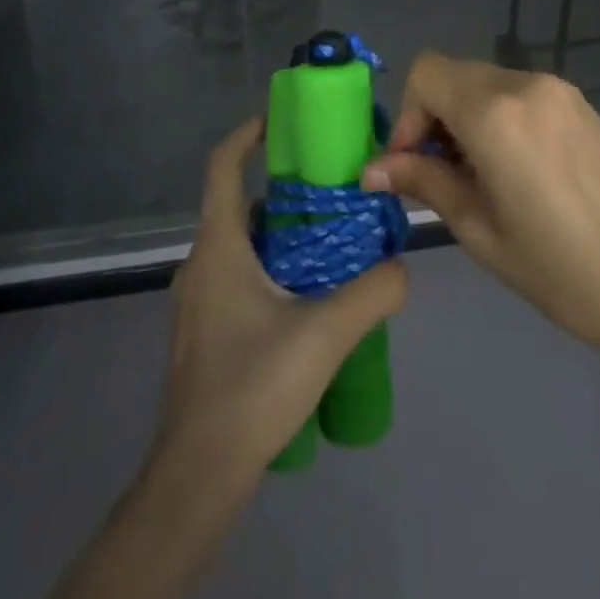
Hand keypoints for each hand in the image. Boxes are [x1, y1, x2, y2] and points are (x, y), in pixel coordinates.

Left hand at [158, 118, 407, 485]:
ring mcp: (197, 301)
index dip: (248, 133)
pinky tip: (309, 300)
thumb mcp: (326, 334)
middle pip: (239, 203)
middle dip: (284, 190)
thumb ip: (373, 292)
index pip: (223, 165)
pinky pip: (239, 277)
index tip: (283, 120)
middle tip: (333, 191)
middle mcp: (200, 264)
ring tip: (332, 244)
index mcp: (218, 246)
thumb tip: (402, 266)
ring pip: (241, 244)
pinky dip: (272, 267)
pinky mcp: (203, 332)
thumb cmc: (252, 388)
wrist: (197, 478)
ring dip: (282, 233)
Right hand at [362, 54, 599, 353]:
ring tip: (477, 174)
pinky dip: (498, 115)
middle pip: (453, 75)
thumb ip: (424, 182)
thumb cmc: (555, 267)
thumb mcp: (478, 229)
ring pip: (485, 82)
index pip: (426, 74)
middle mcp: (524, 85)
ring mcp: (556, 89)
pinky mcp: (577, 102)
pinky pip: (518, 93)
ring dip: (465, 116)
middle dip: (433, 116)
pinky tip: (512, 166)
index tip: (413, 163)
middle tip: (438, 173)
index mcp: (494, 114)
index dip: (408, 115)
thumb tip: (374, 167)